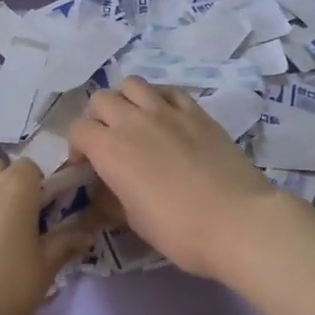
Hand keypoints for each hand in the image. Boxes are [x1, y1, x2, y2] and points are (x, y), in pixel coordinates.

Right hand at [67, 78, 291, 279]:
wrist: (237, 222)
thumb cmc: (177, 229)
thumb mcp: (132, 220)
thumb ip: (110, 198)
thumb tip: (102, 194)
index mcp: (109, 149)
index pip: (78, 130)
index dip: (77, 147)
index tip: (86, 167)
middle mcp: (133, 121)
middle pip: (101, 99)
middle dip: (97, 118)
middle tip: (108, 142)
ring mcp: (167, 111)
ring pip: (133, 84)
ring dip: (126, 100)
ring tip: (135, 122)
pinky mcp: (197, 112)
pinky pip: (169, 91)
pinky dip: (159, 99)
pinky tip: (166, 118)